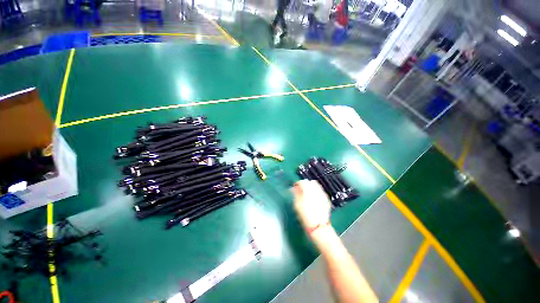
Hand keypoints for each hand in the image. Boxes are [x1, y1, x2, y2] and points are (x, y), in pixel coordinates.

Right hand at [292, 180, 330, 236]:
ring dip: (310, 187)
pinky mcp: (326, 198)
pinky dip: (315, 192)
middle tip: (300, 190)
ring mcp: (322, 194)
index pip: (302, 182)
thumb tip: (294, 188)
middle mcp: (316, 190)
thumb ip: (295, 194)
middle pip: (310, 182)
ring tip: (307, 194)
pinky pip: (320, 191)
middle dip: (305, 184)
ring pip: (316, 185)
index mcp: (308, 190)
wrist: (318, 226)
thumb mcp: (297, 204)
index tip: (294, 188)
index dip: (297, 184)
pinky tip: (313, 198)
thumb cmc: (305, 215)